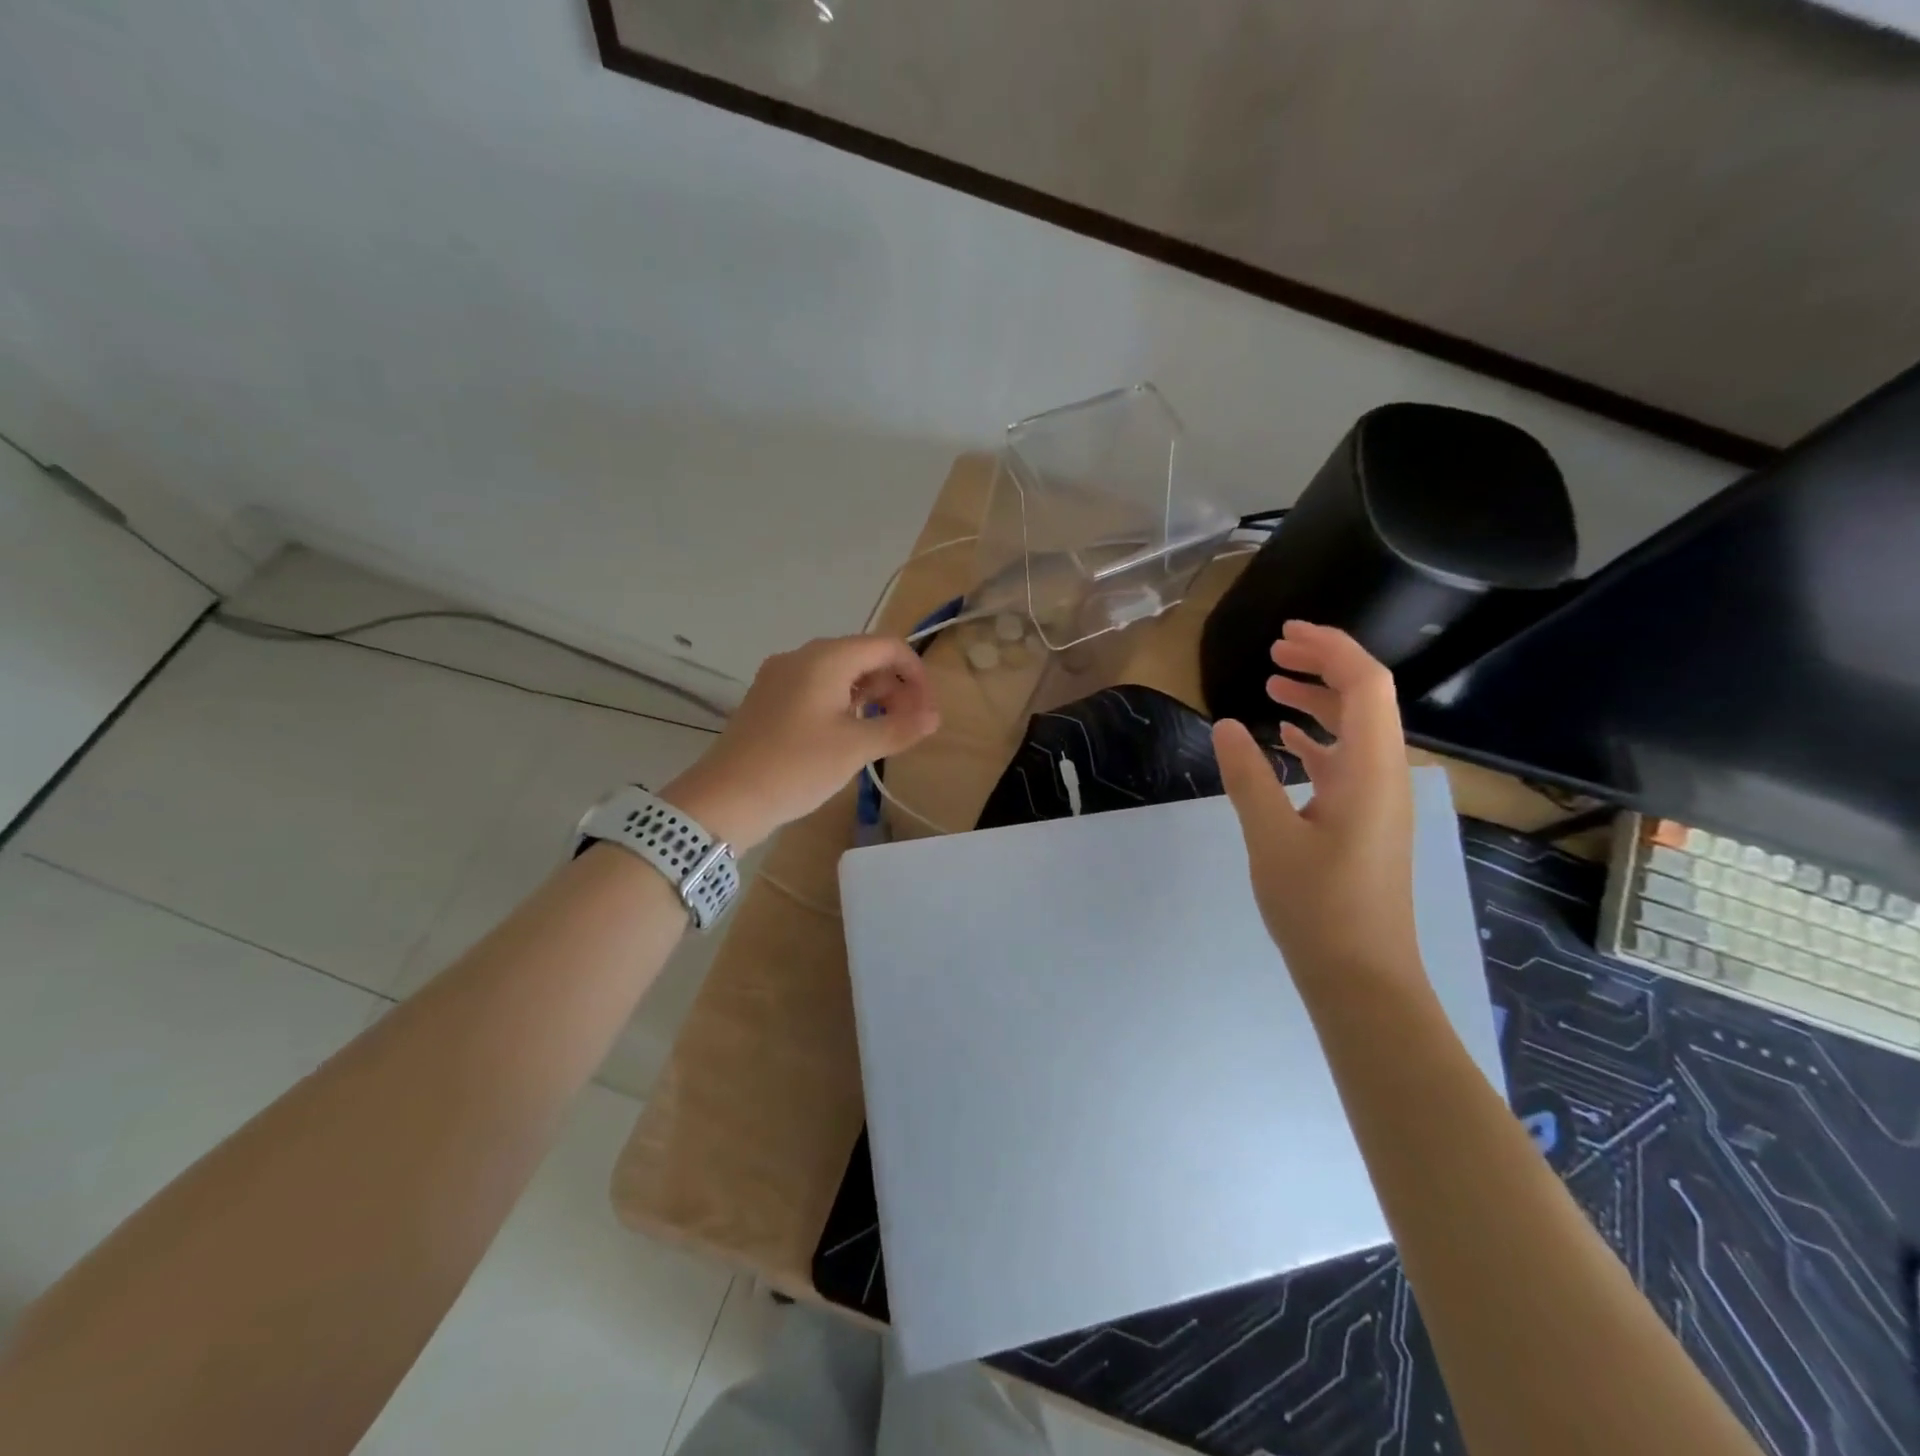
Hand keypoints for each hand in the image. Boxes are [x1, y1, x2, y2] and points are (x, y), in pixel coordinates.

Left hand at [661, 635, 939, 849]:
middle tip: (911, 725)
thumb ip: (900, 727)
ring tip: (886, 732)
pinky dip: (844, 705)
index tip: (928, 710)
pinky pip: (818, 690)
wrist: (725, 799)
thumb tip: (935, 716)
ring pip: (841, 675)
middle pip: (863, 657)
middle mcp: (802, 657)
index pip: (886, 646)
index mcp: (825, 658)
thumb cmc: (796, 767)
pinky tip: (850, 735)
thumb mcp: (855, 748)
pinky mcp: (770, 700)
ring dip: (871, 697)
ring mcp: (781, 678)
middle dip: (895, 686)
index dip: (916, 673)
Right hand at [1212, 621, 1420, 985]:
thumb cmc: (1319, 908)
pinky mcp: (1365, 821)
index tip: (1284, 634)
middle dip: (1323, 666)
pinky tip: (1284, 739)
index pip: (1365, 685)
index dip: (1330, 649)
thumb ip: (1248, 777)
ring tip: (1272, 685)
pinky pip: (1346, 761)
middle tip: (1274, 652)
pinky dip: (1316, 739)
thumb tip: (1225, 726)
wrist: (1362, 978)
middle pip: (1365, 699)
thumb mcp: (1271, 839)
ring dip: (1318, 701)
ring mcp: (1378, 800)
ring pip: (1355, 730)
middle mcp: (1385, 776)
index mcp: (1370, 771)